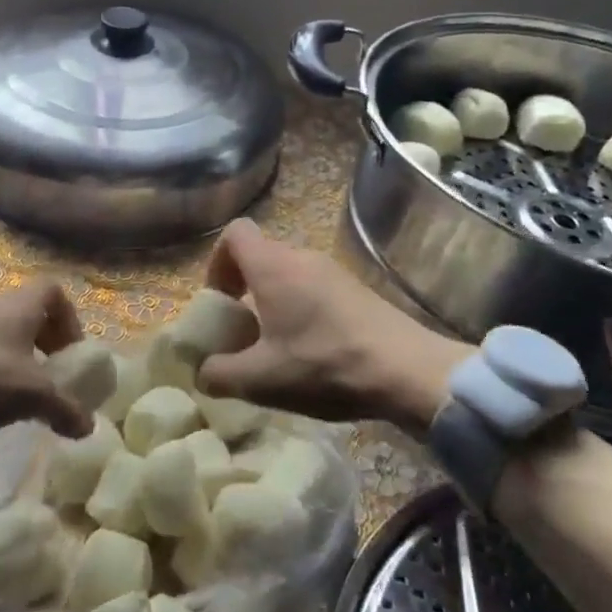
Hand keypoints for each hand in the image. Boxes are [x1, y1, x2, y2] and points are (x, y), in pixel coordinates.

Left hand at [0, 279, 92, 436]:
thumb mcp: (32, 395)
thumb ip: (64, 408)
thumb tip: (89, 427)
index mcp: (20, 306)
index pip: (54, 291)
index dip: (69, 318)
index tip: (70, 351)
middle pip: (31, 312)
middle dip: (47, 340)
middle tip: (53, 373)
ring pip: (6, 331)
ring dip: (21, 356)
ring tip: (24, 391)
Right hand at [199, 219, 469, 433]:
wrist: (408, 370)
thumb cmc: (324, 364)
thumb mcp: (261, 379)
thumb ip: (221, 374)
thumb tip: (203, 373)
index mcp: (273, 266)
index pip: (234, 233)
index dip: (217, 262)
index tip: (220, 301)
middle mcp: (301, 257)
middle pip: (260, 255)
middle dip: (243, 287)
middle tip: (243, 330)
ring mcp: (333, 270)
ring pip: (288, 273)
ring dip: (274, 300)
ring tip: (276, 345)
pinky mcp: (355, 289)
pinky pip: (314, 286)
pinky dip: (301, 308)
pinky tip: (312, 349)